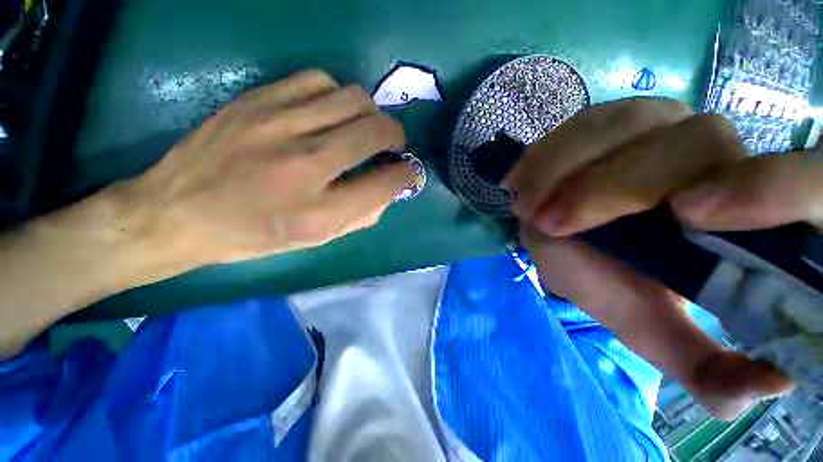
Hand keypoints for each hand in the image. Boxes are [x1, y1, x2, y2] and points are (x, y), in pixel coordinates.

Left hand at [0, 70, 413, 356]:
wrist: (176, 212)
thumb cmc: (254, 235)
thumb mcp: (316, 240)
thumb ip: (362, 215)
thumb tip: (389, 188)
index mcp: (320, 212)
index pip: (386, 183)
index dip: (407, 174)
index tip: (408, 172)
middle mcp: (305, 165)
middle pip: (375, 130)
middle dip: (396, 136)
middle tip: (392, 145)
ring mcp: (278, 126)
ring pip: (353, 98)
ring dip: (370, 114)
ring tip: (362, 128)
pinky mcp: (257, 100)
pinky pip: (318, 81)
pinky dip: (337, 96)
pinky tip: (329, 113)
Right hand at [506, 98, 819, 419]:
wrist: (576, 241)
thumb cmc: (616, 284)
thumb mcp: (655, 329)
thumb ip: (705, 367)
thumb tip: (770, 387)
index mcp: (750, 211)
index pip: (799, 182)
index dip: (766, 189)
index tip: (689, 217)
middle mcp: (717, 152)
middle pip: (692, 143)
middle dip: (611, 188)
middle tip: (551, 223)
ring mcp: (660, 124)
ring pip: (624, 124)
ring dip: (564, 167)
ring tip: (525, 204)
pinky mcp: (610, 120)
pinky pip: (581, 124)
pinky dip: (547, 153)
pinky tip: (522, 179)